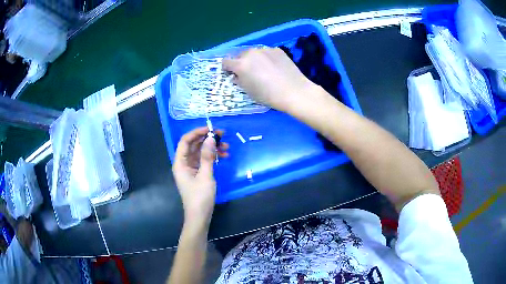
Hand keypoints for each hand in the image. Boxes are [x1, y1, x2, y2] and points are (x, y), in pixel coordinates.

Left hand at [172, 127, 228, 224]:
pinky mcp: (197, 173)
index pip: (185, 141)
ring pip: (200, 152)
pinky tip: (223, 156)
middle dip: (207, 139)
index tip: (211, 129)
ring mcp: (190, 168)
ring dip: (212, 148)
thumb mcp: (205, 176)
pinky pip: (204, 160)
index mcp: (180, 163)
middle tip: (223, 136)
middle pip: (194, 145)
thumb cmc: (200, 197)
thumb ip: (207, 156)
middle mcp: (183, 163)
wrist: (200, 216)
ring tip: (227, 148)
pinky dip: (212, 157)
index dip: (197, 132)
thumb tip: (211, 138)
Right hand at [222, 47, 317, 112]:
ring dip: (255, 59)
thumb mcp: (248, 91)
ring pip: (254, 53)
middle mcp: (250, 53)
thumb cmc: (268, 95)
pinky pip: (267, 52)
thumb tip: (237, 76)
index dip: (227, 68)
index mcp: (240, 64)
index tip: (233, 74)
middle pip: (240, 55)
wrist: (293, 91)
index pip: (226, 61)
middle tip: (251, 73)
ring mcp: (265, 49)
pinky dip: (267, 58)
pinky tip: (276, 68)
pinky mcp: (277, 49)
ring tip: (265, 70)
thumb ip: (239, 81)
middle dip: (242, 63)